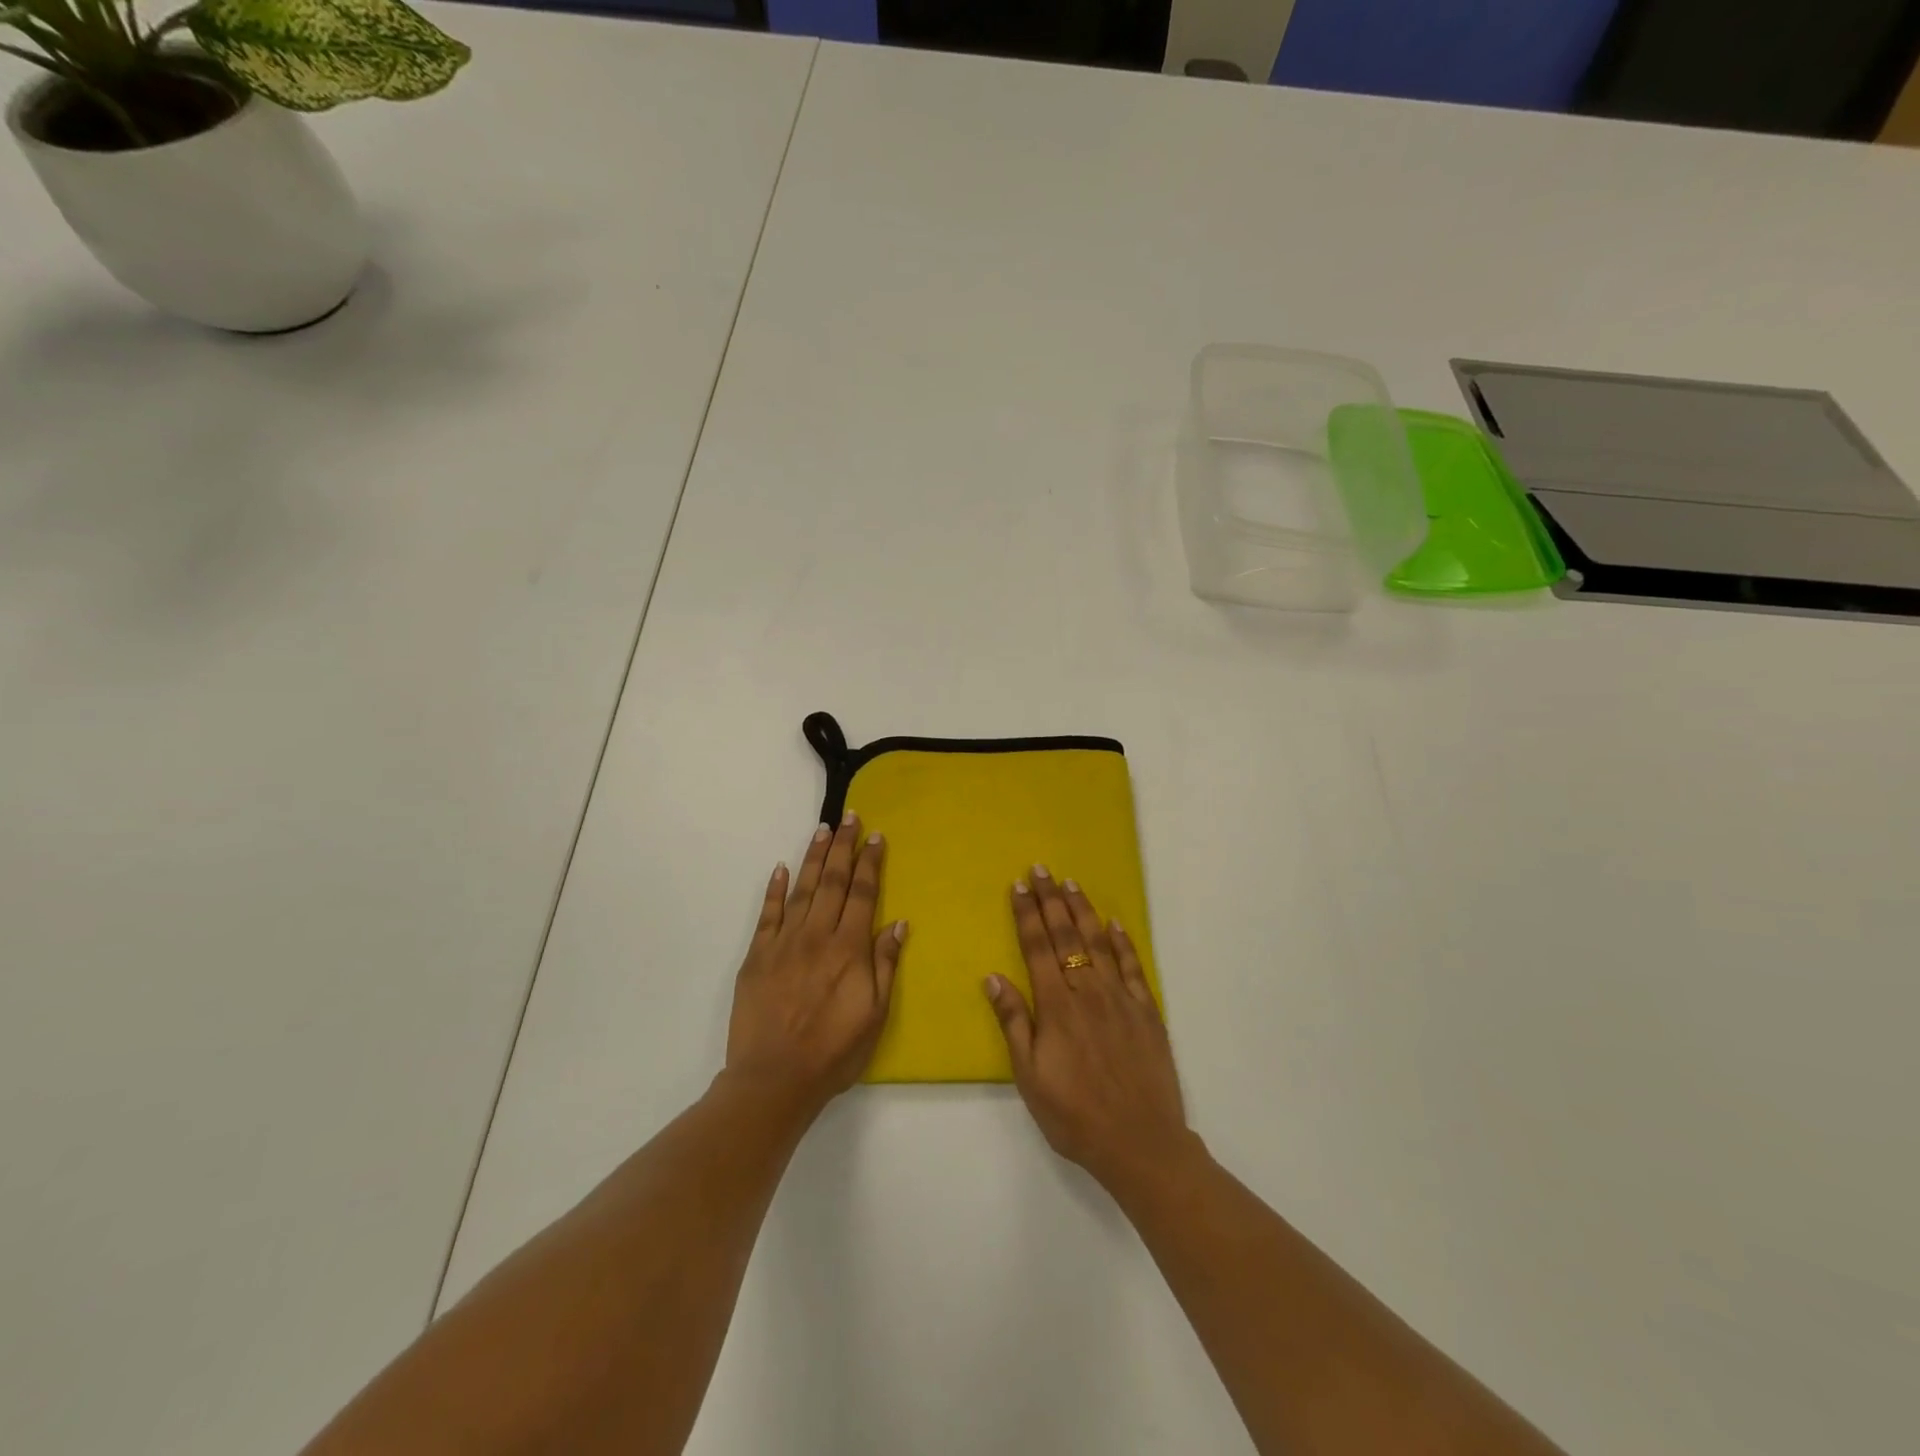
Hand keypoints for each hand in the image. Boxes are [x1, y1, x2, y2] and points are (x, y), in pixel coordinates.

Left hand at [725, 813, 905, 1114]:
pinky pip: (767, 913)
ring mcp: (784, 942)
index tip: (877, 836)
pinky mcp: (757, 955)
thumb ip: (884, 964)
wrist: (774, 1078)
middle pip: (834, 881)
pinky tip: (781, 868)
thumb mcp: (874, 1014)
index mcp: (849, 949)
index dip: (871, 863)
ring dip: (815, 858)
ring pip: (803, 889)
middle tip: (850, 817)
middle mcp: (817, 935)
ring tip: (823, 830)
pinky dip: (774, 889)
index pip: (864, 894)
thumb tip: (898, 923)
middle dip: (844, 847)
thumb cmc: (833, 1051)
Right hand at [984, 867, 1197, 1194]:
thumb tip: (993, 977)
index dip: (1026, 914)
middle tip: (1040, 869)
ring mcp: (1120, 999)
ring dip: (1083, 910)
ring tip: (1071, 883)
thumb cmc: (1074, 1115)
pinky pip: (1133, 967)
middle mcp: (1088, 992)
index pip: (1037, 948)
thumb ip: (1013, 1022)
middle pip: (1066, 936)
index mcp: (1056, 1006)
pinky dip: (1123, 942)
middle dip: (1050, 900)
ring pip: (1099, 943)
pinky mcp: (1147, 1011)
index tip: (1018, 885)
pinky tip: (1115, 923)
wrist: (1140, 1143)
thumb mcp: (1030, 1077)